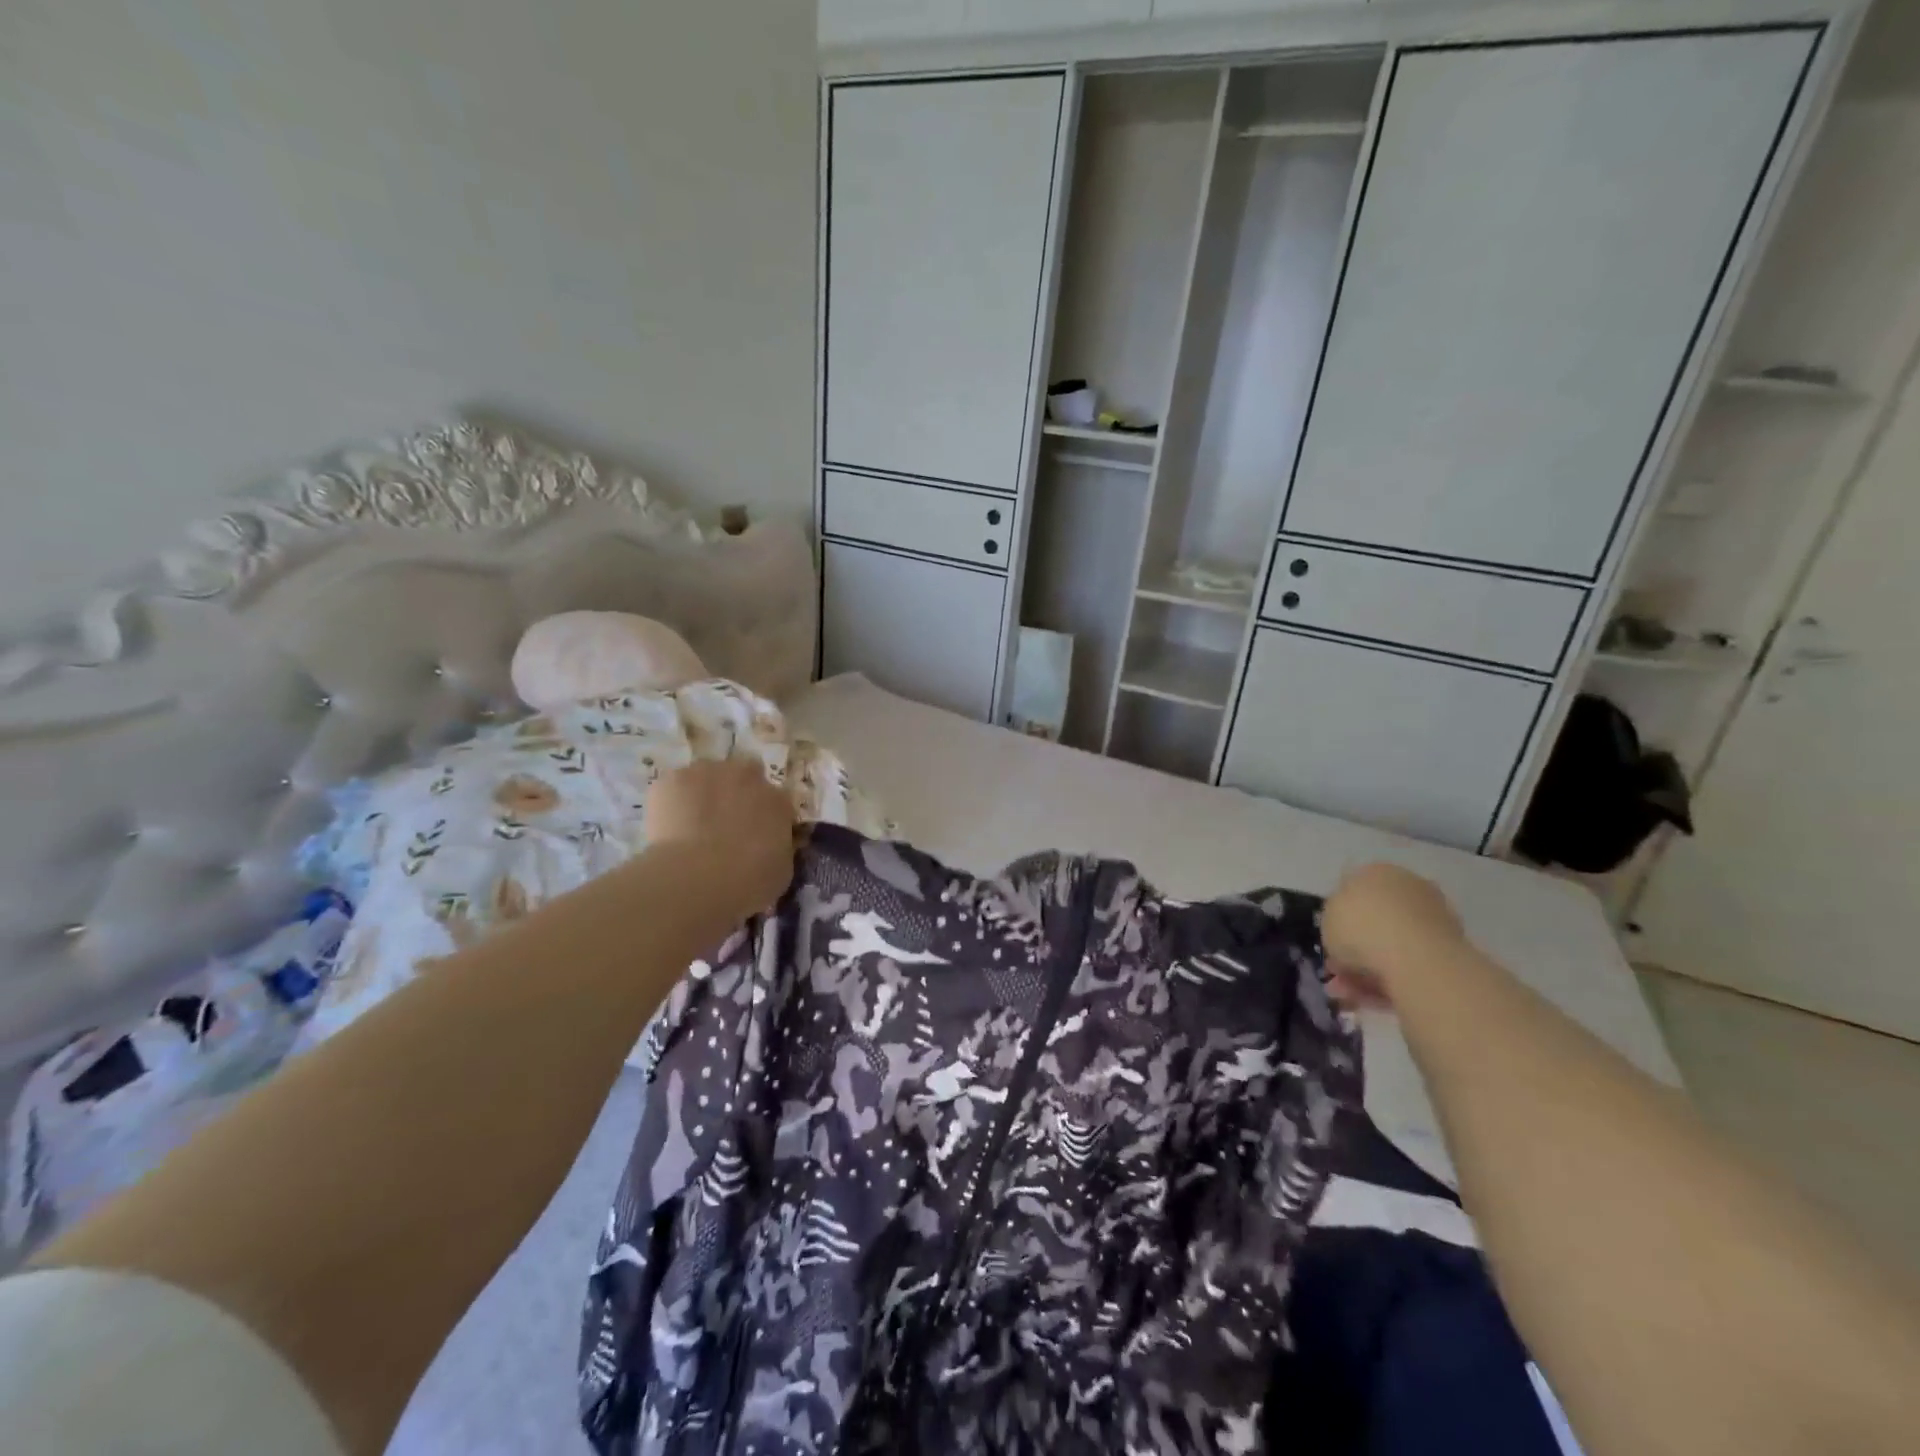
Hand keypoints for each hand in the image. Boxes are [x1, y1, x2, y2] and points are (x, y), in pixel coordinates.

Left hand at [646, 756, 798, 918]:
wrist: (697, 878)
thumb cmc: (748, 882)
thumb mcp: (780, 872)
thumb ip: (778, 848)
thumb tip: (769, 847)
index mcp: (778, 800)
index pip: (776, 801)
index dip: (765, 817)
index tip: (756, 837)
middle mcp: (747, 776)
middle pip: (744, 775)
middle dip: (736, 793)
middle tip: (724, 825)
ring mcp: (707, 772)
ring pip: (706, 776)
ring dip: (703, 794)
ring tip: (690, 828)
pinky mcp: (672, 780)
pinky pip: (674, 787)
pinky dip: (671, 803)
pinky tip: (667, 830)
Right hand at [1322, 863, 1467, 1008]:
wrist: (1417, 960)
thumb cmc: (1362, 928)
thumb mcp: (1327, 917)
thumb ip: (1335, 920)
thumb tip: (1346, 929)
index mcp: (1378, 872)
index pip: (1354, 889)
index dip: (1339, 918)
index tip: (1330, 942)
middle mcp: (1409, 888)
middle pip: (1375, 921)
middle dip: (1354, 949)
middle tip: (1337, 972)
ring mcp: (1433, 920)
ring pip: (1390, 947)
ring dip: (1367, 971)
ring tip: (1348, 994)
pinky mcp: (1450, 952)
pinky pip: (1409, 966)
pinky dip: (1390, 982)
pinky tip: (1371, 999)